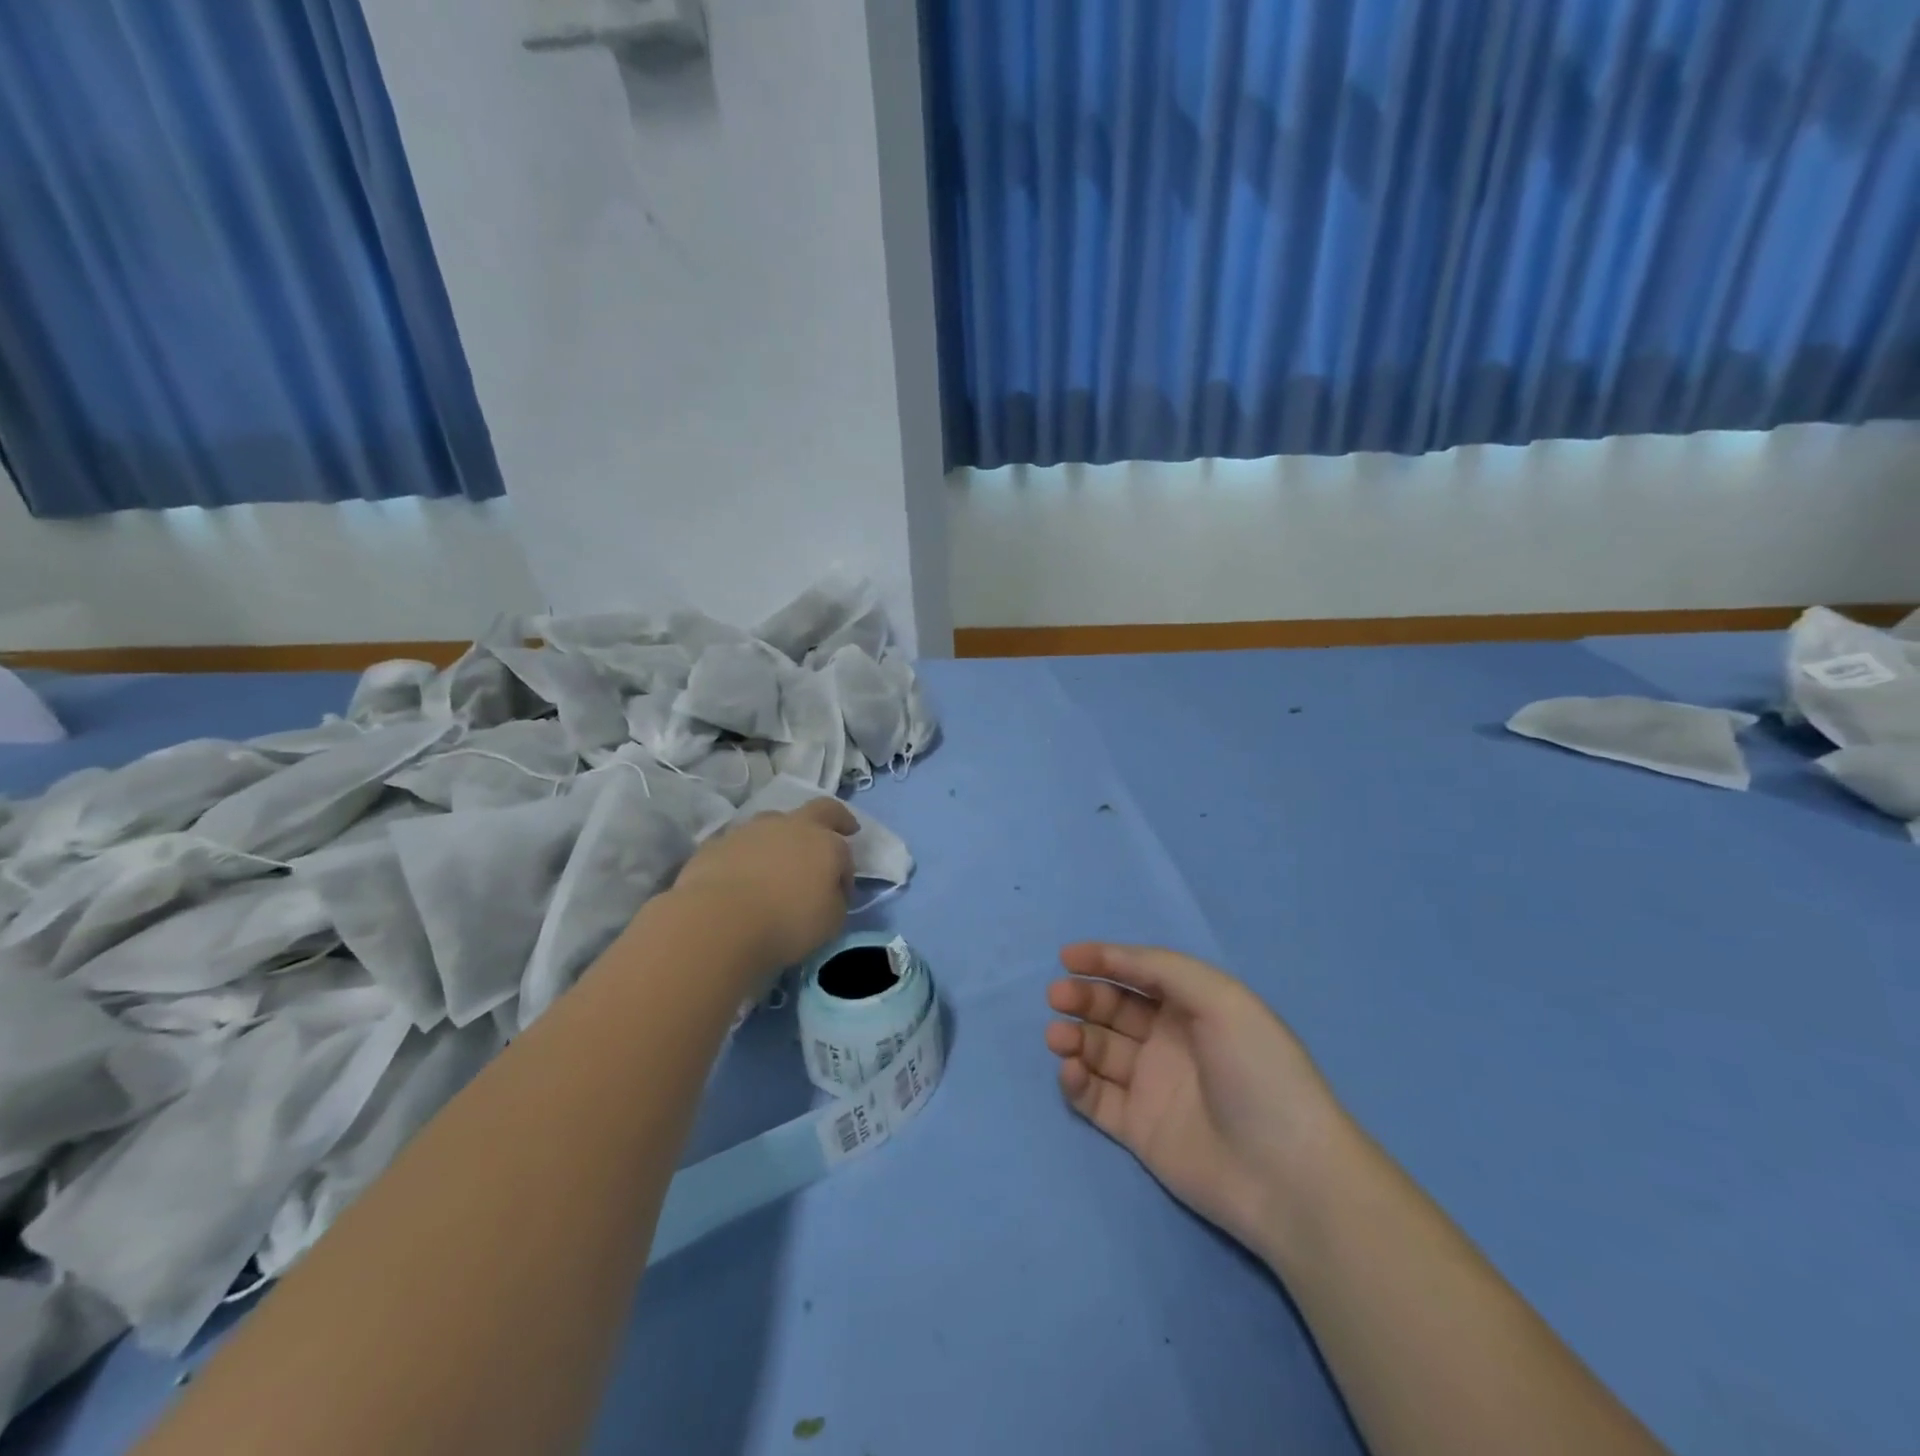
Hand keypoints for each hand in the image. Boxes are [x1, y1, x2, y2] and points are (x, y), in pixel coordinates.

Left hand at [671, 798, 856, 976]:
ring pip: (773, 823)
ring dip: (780, 837)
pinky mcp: (717, 843)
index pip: (844, 851)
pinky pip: (739, 844)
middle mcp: (790, 826)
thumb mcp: (830, 922)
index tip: (841, 892)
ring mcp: (750, 830)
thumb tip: (829, 891)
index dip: (846, 871)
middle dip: (833, 817)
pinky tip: (740, 876)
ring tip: (777, 861)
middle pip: (819, 810)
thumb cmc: (786, 923)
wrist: (719, 921)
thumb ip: (835, 899)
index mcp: (825, 843)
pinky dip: (745, 855)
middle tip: (840, 827)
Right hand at [1045, 944, 1348, 1262]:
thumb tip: (1112, 957)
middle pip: (1113, 1009)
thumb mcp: (1222, 999)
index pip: (1139, 974)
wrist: (1288, 1176)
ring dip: (1074, 1036)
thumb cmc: (1258, 1072)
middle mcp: (1169, 1041)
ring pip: (1098, 1050)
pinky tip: (1070, 1070)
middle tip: (1057, 997)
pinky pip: (1096, 1098)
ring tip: (1059, 1037)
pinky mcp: (1138, 1130)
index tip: (1067, 957)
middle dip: (1083, 997)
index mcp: (1193, 1007)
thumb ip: (1164, 968)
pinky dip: (1076, 1081)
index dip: (1104, 960)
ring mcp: (1152, 1086)